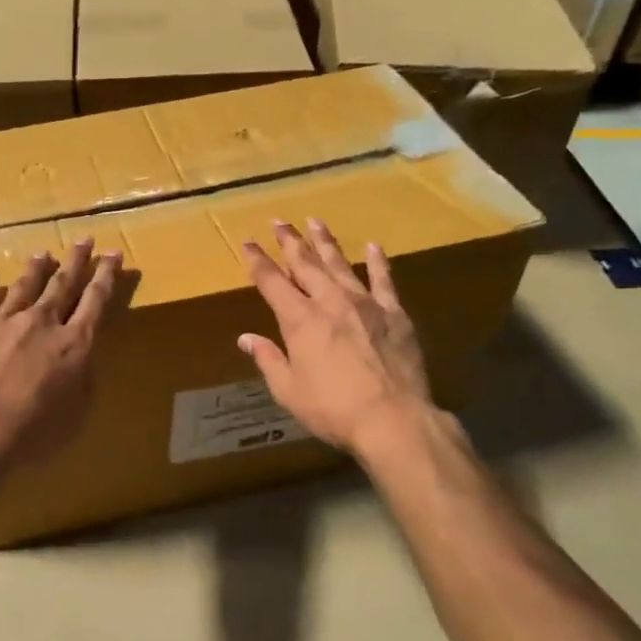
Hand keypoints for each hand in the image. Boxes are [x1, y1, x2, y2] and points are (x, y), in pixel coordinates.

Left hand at [0, 239, 122, 464]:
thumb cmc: (33, 432)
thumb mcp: (76, 413)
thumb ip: (81, 380)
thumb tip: (80, 359)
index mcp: (74, 344)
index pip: (95, 301)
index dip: (105, 276)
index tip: (112, 254)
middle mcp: (42, 323)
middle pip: (63, 284)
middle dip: (76, 261)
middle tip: (84, 240)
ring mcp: (4, 321)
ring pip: (24, 286)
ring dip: (36, 269)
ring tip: (44, 253)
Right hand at [239, 219, 434, 459]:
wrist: (393, 419)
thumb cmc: (333, 409)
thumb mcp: (288, 390)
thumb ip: (269, 359)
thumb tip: (246, 338)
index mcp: (300, 320)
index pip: (272, 282)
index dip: (258, 261)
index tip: (248, 242)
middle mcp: (330, 302)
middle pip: (306, 264)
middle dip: (290, 242)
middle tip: (279, 221)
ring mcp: (365, 304)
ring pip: (340, 265)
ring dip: (326, 243)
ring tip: (315, 222)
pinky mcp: (394, 314)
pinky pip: (384, 280)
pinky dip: (378, 262)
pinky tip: (373, 245)